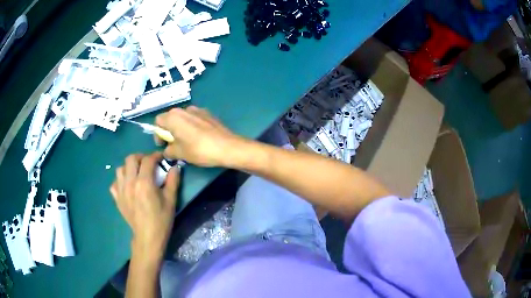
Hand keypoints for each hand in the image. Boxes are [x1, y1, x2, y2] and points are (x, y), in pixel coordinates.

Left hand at [110, 152, 178, 262]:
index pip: (147, 160)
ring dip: (129, 167)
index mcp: (144, 182)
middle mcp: (130, 183)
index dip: (155, 155)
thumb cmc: (161, 219)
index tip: (161, 157)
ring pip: (120, 169)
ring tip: (136, 173)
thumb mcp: (171, 200)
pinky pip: (114, 183)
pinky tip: (127, 186)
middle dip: (140, 157)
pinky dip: (120, 181)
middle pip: (130, 159)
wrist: (148, 237)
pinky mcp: (117, 198)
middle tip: (148, 163)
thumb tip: (175, 167)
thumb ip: (173, 181)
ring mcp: (121, 190)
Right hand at [155, 106, 244, 167]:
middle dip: (169, 130)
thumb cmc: (199, 150)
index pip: (158, 121)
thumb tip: (167, 150)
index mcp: (173, 117)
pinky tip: (199, 138)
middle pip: (170, 118)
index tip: (163, 145)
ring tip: (187, 142)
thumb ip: (168, 150)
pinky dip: (191, 126)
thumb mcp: (179, 153)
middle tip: (174, 144)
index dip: (158, 134)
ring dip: (180, 128)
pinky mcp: (208, 113)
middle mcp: (184, 109)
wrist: (227, 147)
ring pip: (183, 118)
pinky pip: (194, 118)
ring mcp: (198, 109)